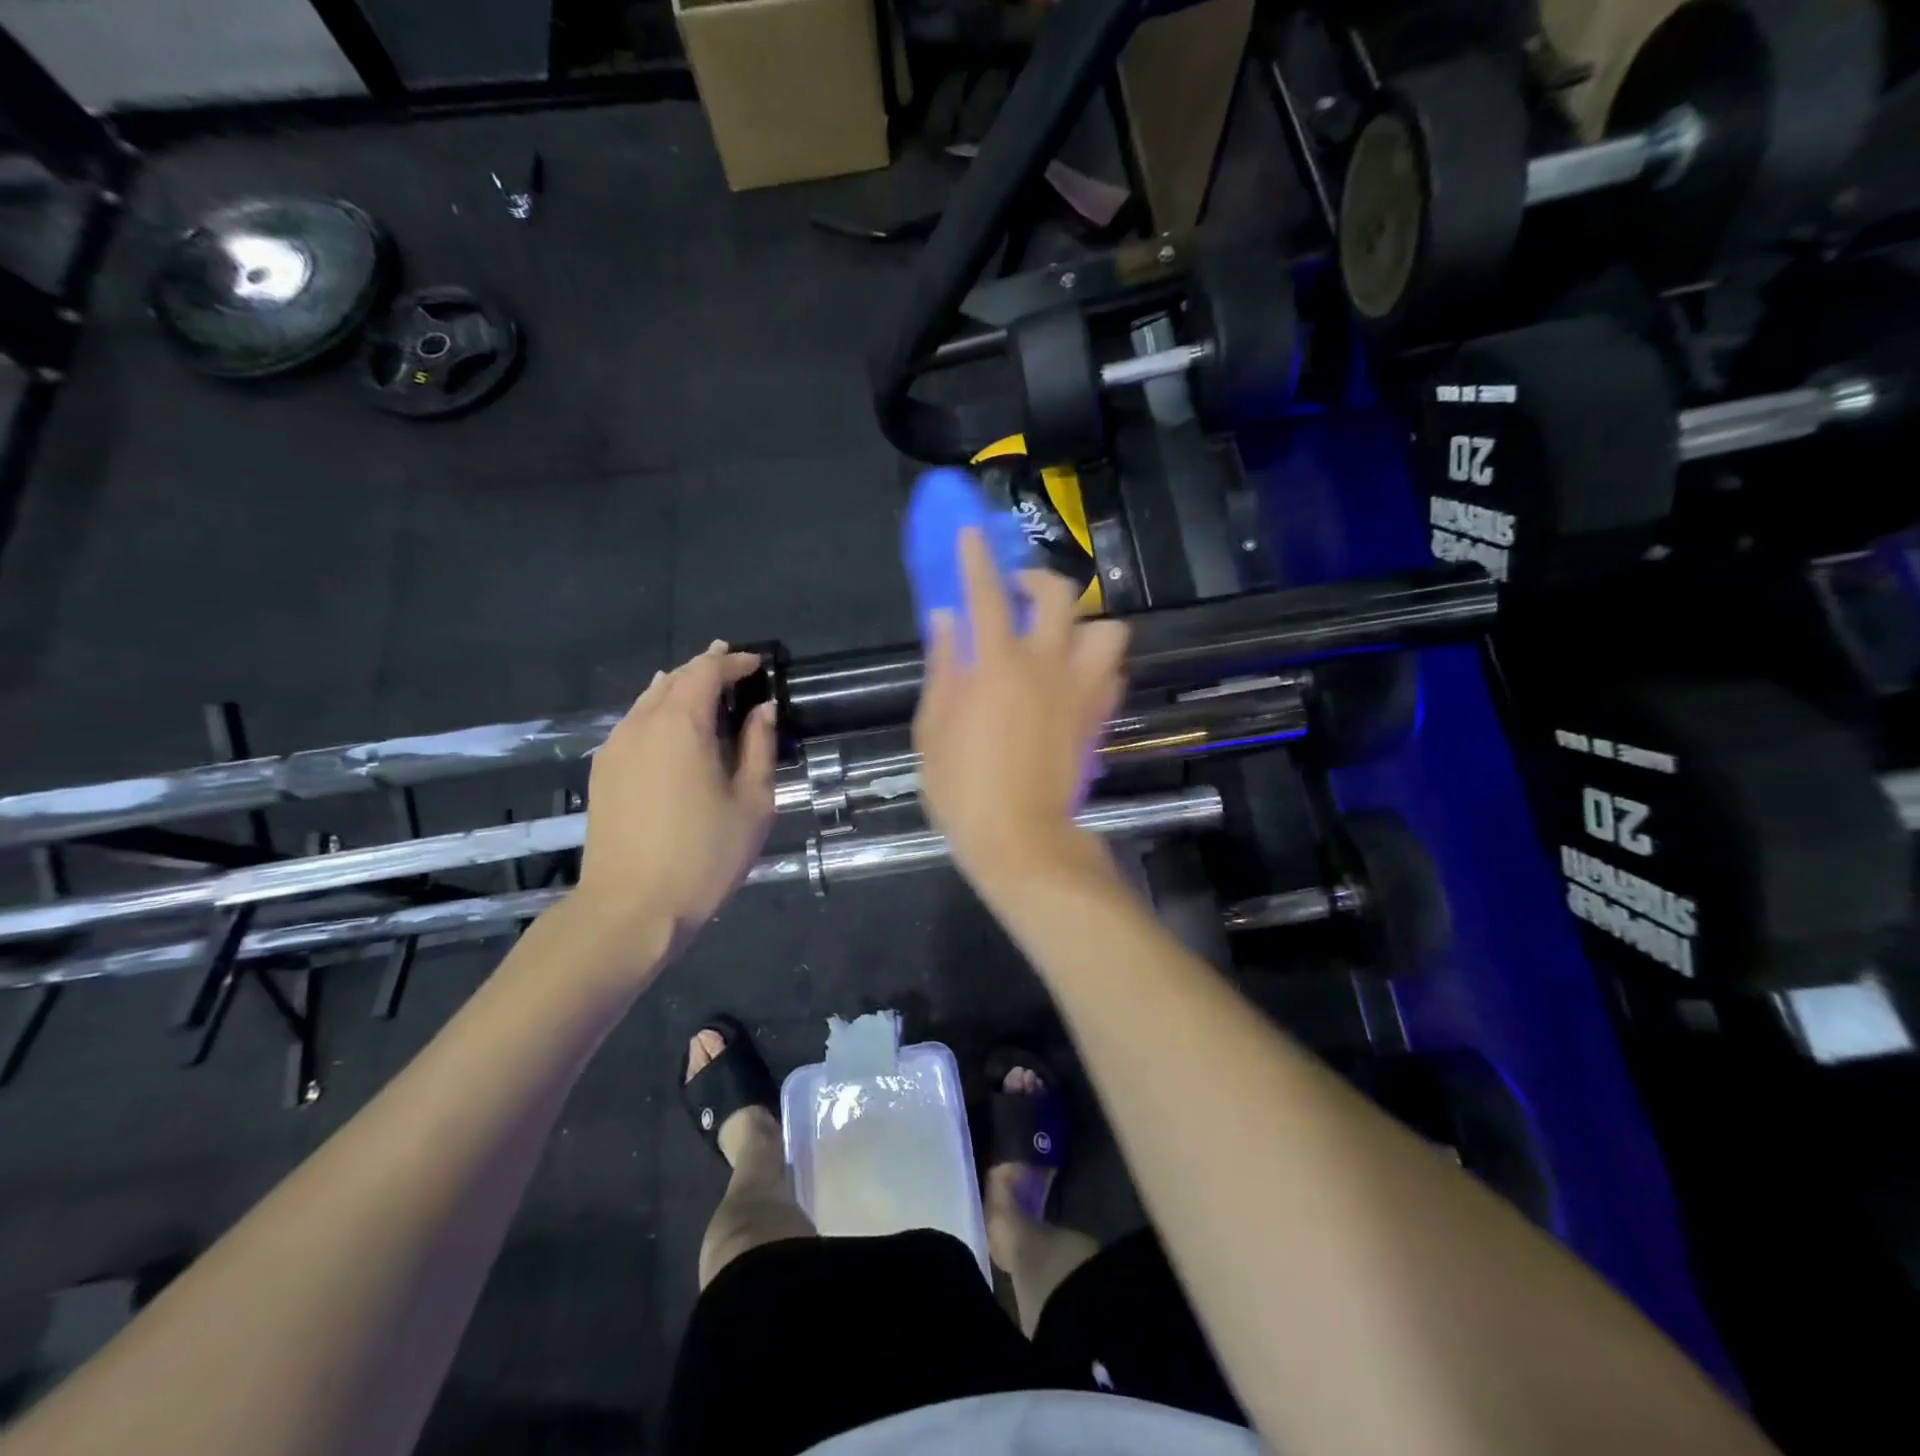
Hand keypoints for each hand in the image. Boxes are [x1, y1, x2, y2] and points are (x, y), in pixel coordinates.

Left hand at [573, 641, 776, 954]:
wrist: (631, 909)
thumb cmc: (704, 856)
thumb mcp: (752, 802)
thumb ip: (759, 748)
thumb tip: (763, 710)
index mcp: (682, 724)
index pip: (706, 671)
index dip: (734, 662)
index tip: (758, 665)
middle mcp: (642, 724)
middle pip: (674, 679)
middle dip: (706, 669)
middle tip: (736, 671)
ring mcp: (615, 748)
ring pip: (648, 699)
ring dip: (680, 688)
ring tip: (706, 690)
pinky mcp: (603, 772)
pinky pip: (633, 723)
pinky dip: (658, 711)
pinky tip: (672, 726)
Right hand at [913, 529, 1128, 894]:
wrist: (1020, 838)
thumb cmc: (963, 787)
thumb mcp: (934, 727)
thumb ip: (943, 666)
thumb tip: (946, 620)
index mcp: (997, 664)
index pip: (985, 592)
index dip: (977, 557)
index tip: (972, 533)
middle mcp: (1046, 664)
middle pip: (1058, 594)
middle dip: (1036, 580)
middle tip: (1016, 595)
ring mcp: (1081, 690)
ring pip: (1108, 630)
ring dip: (1083, 625)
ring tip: (1058, 641)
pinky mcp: (1099, 717)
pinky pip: (1113, 673)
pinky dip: (1097, 666)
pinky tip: (1074, 680)